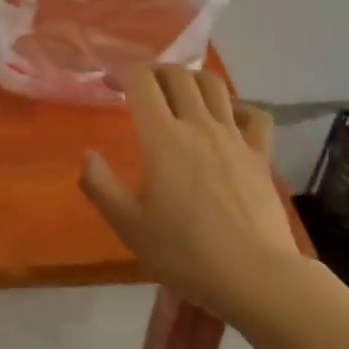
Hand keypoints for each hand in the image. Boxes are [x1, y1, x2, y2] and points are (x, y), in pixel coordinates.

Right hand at [79, 65, 297, 320]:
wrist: (254, 276)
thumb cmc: (185, 252)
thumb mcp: (129, 225)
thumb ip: (100, 185)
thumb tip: (87, 154)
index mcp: (163, 138)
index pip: (142, 82)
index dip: (123, 73)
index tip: (110, 84)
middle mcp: (199, 125)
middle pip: (178, 76)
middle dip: (155, 72)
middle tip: (142, 87)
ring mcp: (234, 137)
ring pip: (214, 86)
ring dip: (192, 79)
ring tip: (180, 92)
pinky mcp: (260, 155)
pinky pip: (254, 115)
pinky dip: (238, 106)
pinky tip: (230, 118)